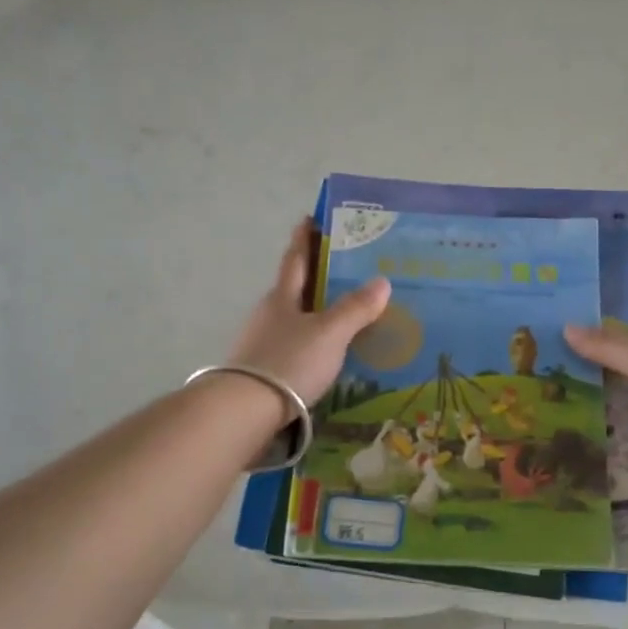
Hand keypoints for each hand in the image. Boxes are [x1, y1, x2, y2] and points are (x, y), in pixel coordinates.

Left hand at [229, 221, 391, 404]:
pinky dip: (309, 342)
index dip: (304, 239)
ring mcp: (261, 343)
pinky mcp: (262, 370)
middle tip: (341, 269)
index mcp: (282, 297)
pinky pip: (292, 346)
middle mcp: (268, 314)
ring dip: (312, 313)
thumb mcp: (330, 333)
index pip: (296, 260)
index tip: (309, 218)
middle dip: (314, 277)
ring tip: (340, 314)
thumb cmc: (289, 361)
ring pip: (292, 319)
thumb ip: (355, 309)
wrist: (244, 410)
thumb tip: (382, 280)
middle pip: (293, 289)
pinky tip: (323, 353)